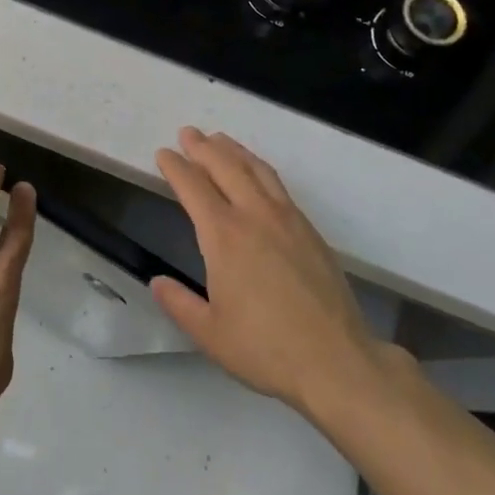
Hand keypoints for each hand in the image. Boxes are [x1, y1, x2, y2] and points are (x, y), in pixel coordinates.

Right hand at [152, 128, 378, 417]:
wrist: (336, 361)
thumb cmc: (266, 349)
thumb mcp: (209, 333)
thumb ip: (179, 304)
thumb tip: (158, 282)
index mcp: (224, 237)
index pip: (193, 187)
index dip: (175, 167)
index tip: (163, 154)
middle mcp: (255, 217)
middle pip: (225, 167)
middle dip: (203, 147)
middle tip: (188, 133)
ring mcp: (287, 220)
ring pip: (256, 170)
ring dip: (234, 151)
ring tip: (219, 140)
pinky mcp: (310, 231)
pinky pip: (278, 185)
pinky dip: (259, 169)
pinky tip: (257, 174)